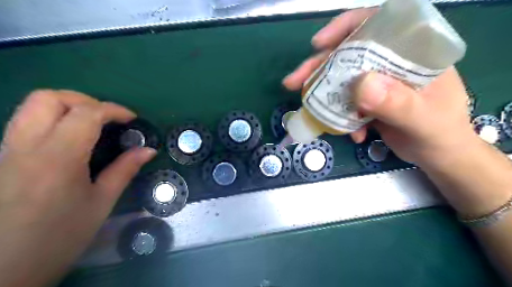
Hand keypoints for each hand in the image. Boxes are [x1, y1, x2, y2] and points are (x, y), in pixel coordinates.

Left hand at [0, 90, 155, 286]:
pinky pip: (26, 122)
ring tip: (92, 123)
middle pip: (49, 98)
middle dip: (85, 100)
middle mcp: (26, 146)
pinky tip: (71, 138)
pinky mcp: (2, 158)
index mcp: (58, 158)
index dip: (114, 109)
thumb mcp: (101, 202)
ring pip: (31, 106)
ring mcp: (7, 151)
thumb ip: (125, 169)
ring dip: (67, 106)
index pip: (85, 113)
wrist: (5, 270)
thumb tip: (149, 150)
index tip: (132, 119)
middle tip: (108, 117)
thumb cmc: (61, 236)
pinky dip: (53, 118)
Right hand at [280, 9, 476, 167]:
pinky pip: (344, 102)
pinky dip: (340, 117)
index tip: (320, 43)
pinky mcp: (368, 101)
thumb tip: (360, 85)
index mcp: (413, 53)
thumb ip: (398, 103)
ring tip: (309, 110)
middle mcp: (391, 63)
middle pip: (348, 54)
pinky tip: (350, 133)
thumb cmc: (441, 135)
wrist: (438, 156)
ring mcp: (377, 83)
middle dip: (319, 67)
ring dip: (323, 94)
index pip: (378, 24)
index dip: (346, 27)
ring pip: (341, 79)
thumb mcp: (424, 121)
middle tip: (294, 82)